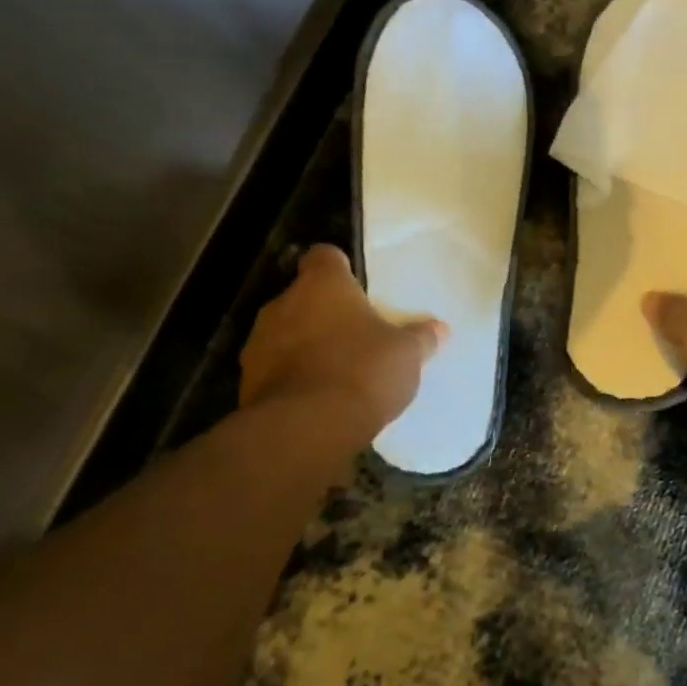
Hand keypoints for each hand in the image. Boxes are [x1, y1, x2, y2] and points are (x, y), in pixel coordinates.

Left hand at [239, 245, 444, 430]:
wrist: (306, 429)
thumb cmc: (363, 371)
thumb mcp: (407, 354)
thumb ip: (421, 338)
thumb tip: (439, 329)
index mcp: (323, 285)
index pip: (324, 256)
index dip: (339, 268)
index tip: (355, 285)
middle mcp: (283, 304)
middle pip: (304, 297)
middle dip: (325, 313)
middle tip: (355, 334)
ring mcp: (259, 343)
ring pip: (286, 333)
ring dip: (305, 345)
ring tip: (336, 371)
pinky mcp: (247, 382)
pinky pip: (275, 369)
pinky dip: (292, 377)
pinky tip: (316, 399)